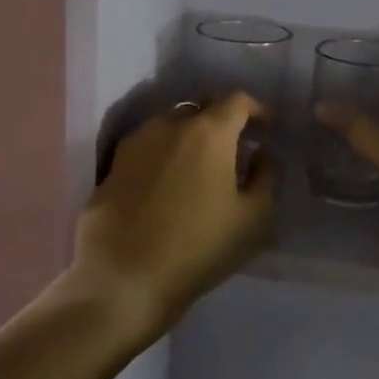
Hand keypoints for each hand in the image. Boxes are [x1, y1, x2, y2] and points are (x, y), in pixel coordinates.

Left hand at [73, 92, 275, 339]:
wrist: (123, 278)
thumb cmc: (199, 246)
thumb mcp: (252, 218)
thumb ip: (265, 176)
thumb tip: (261, 153)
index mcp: (209, 132)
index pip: (236, 100)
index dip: (256, 110)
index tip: (266, 129)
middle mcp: (169, 125)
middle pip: (201, 108)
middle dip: (221, 121)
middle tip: (234, 149)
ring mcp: (136, 142)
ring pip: (170, 125)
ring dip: (190, 136)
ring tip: (199, 166)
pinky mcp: (113, 165)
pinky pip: (147, 146)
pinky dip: (164, 153)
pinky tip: (168, 182)